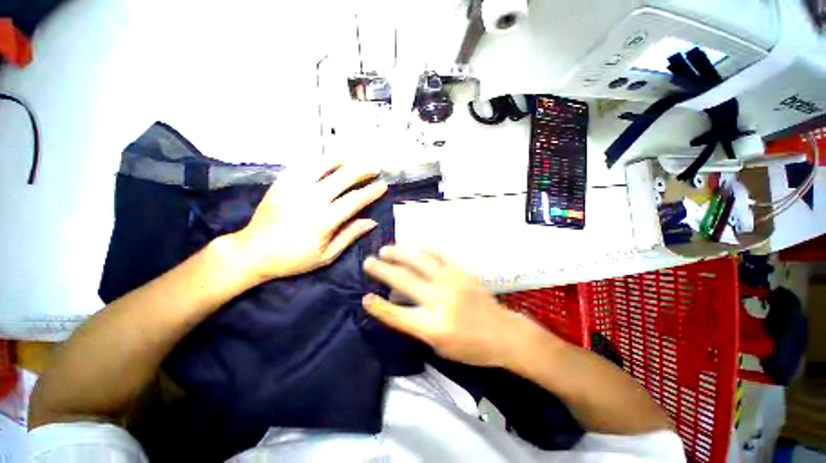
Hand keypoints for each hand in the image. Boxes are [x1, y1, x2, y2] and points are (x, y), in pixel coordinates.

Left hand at [233, 162, 387, 281]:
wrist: (253, 251)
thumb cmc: (293, 258)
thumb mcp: (327, 255)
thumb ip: (350, 235)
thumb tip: (371, 221)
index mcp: (325, 220)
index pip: (355, 200)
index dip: (371, 191)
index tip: (383, 185)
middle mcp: (311, 199)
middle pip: (342, 177)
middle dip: (362, 170)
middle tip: (374, 167)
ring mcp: (294, 188)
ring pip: (323, 166)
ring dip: (341, 160)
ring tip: (353, 158)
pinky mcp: (281, 183)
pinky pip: (302, 165)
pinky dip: (318, 160)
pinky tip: (327, 160)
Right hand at [362, 246, 537, 367]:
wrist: (504, 333)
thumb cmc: (471, 347)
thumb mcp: (439, 347)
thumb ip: (416, 325)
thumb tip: (396, 303)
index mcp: (433, 327)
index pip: (397, 314)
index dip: (378, 306)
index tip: (365, 297)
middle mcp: (440, 301)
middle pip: (404, 281)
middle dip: (382, 270)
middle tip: (368, 262)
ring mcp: (453, 282)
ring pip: (420, 262)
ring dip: (400, 254)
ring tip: (386, 250)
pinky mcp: (463, 272)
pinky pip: (442, 255)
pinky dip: (428, 249)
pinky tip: (418, 246)